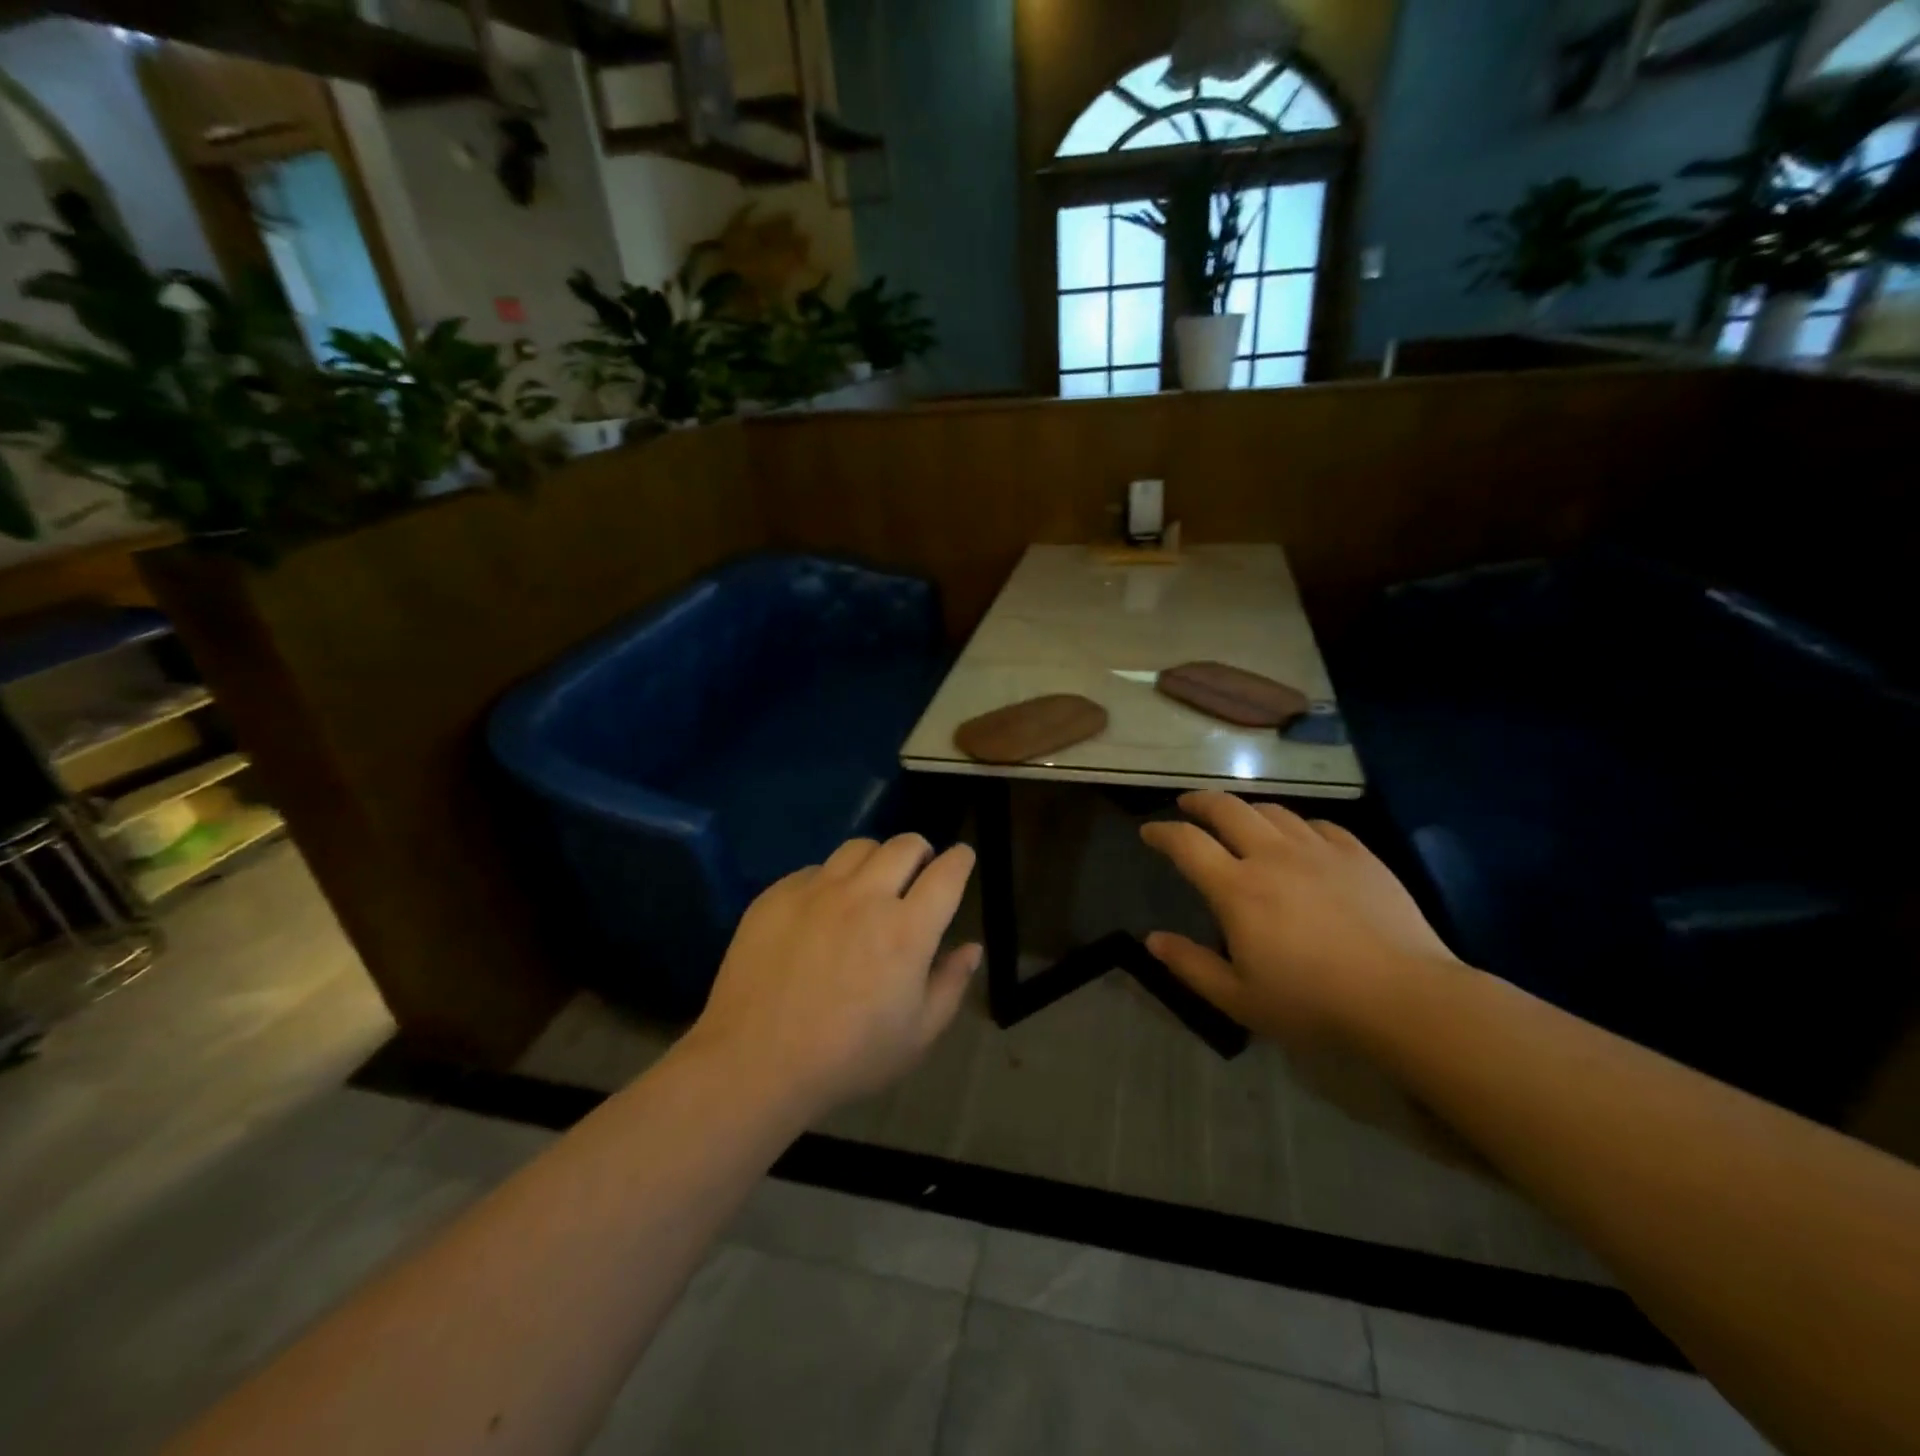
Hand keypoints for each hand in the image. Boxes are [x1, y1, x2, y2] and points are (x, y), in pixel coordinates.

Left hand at [688, 835, 980, 1114]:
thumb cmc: (848, 1058)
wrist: (754, 1063)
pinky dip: (831, 881)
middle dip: (922, 852)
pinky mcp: (777, 895)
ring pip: (859, 847)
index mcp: (907, 930)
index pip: (946, 873)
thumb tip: (971, 948)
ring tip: (871, 884)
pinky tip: (822, 911)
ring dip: (877, 859)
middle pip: (905, 845)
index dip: (960, 859)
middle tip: (918, 873)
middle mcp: (865, 896)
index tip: (962, 858)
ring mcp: (817, 891)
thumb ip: (950, 983)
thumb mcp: (917, 1035)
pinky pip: (815, 869)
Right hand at [1140, 792, 1458, 1044]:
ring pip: (1272, 810)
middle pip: (1227, 808)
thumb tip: (1152, 939)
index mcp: (1237, 888)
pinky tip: (1298, 838)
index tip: (1149, 832)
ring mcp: (1318, 850)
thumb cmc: (1314, 1004)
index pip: (1187, 843)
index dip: (1162, 832)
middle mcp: (1272, 855)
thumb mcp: (1239, 998)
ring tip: (1238, 819)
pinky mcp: (1357, 854)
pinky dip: (1295, 825)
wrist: (1406, 999)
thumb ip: (1191, 965)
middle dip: (1199, 801)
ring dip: (1245, 809)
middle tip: (1187, 804)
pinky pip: (1317, 824)